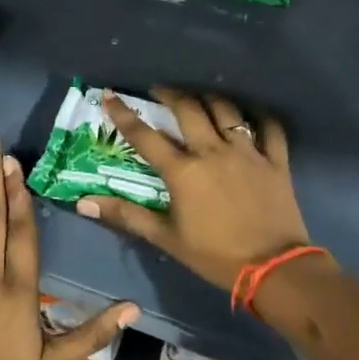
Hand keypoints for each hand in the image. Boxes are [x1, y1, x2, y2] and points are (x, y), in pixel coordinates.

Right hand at [76, 89, 310, 294]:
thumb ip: (126, 216)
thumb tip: (83, 203)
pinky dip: (260, 116)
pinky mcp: (275, 161)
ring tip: (200, 96)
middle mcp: (213, 152)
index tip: (110, 94)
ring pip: (226, 111)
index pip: (146, 136)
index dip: (124, 114)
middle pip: (189, 110)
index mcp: (183, 171)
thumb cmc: (215, 255)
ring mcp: (247, 153)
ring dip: (209, 98)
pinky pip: (270, 128)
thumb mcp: (166, 238)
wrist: (274, 269)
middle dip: (171, 94)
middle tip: (159, 89)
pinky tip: (251, 113)